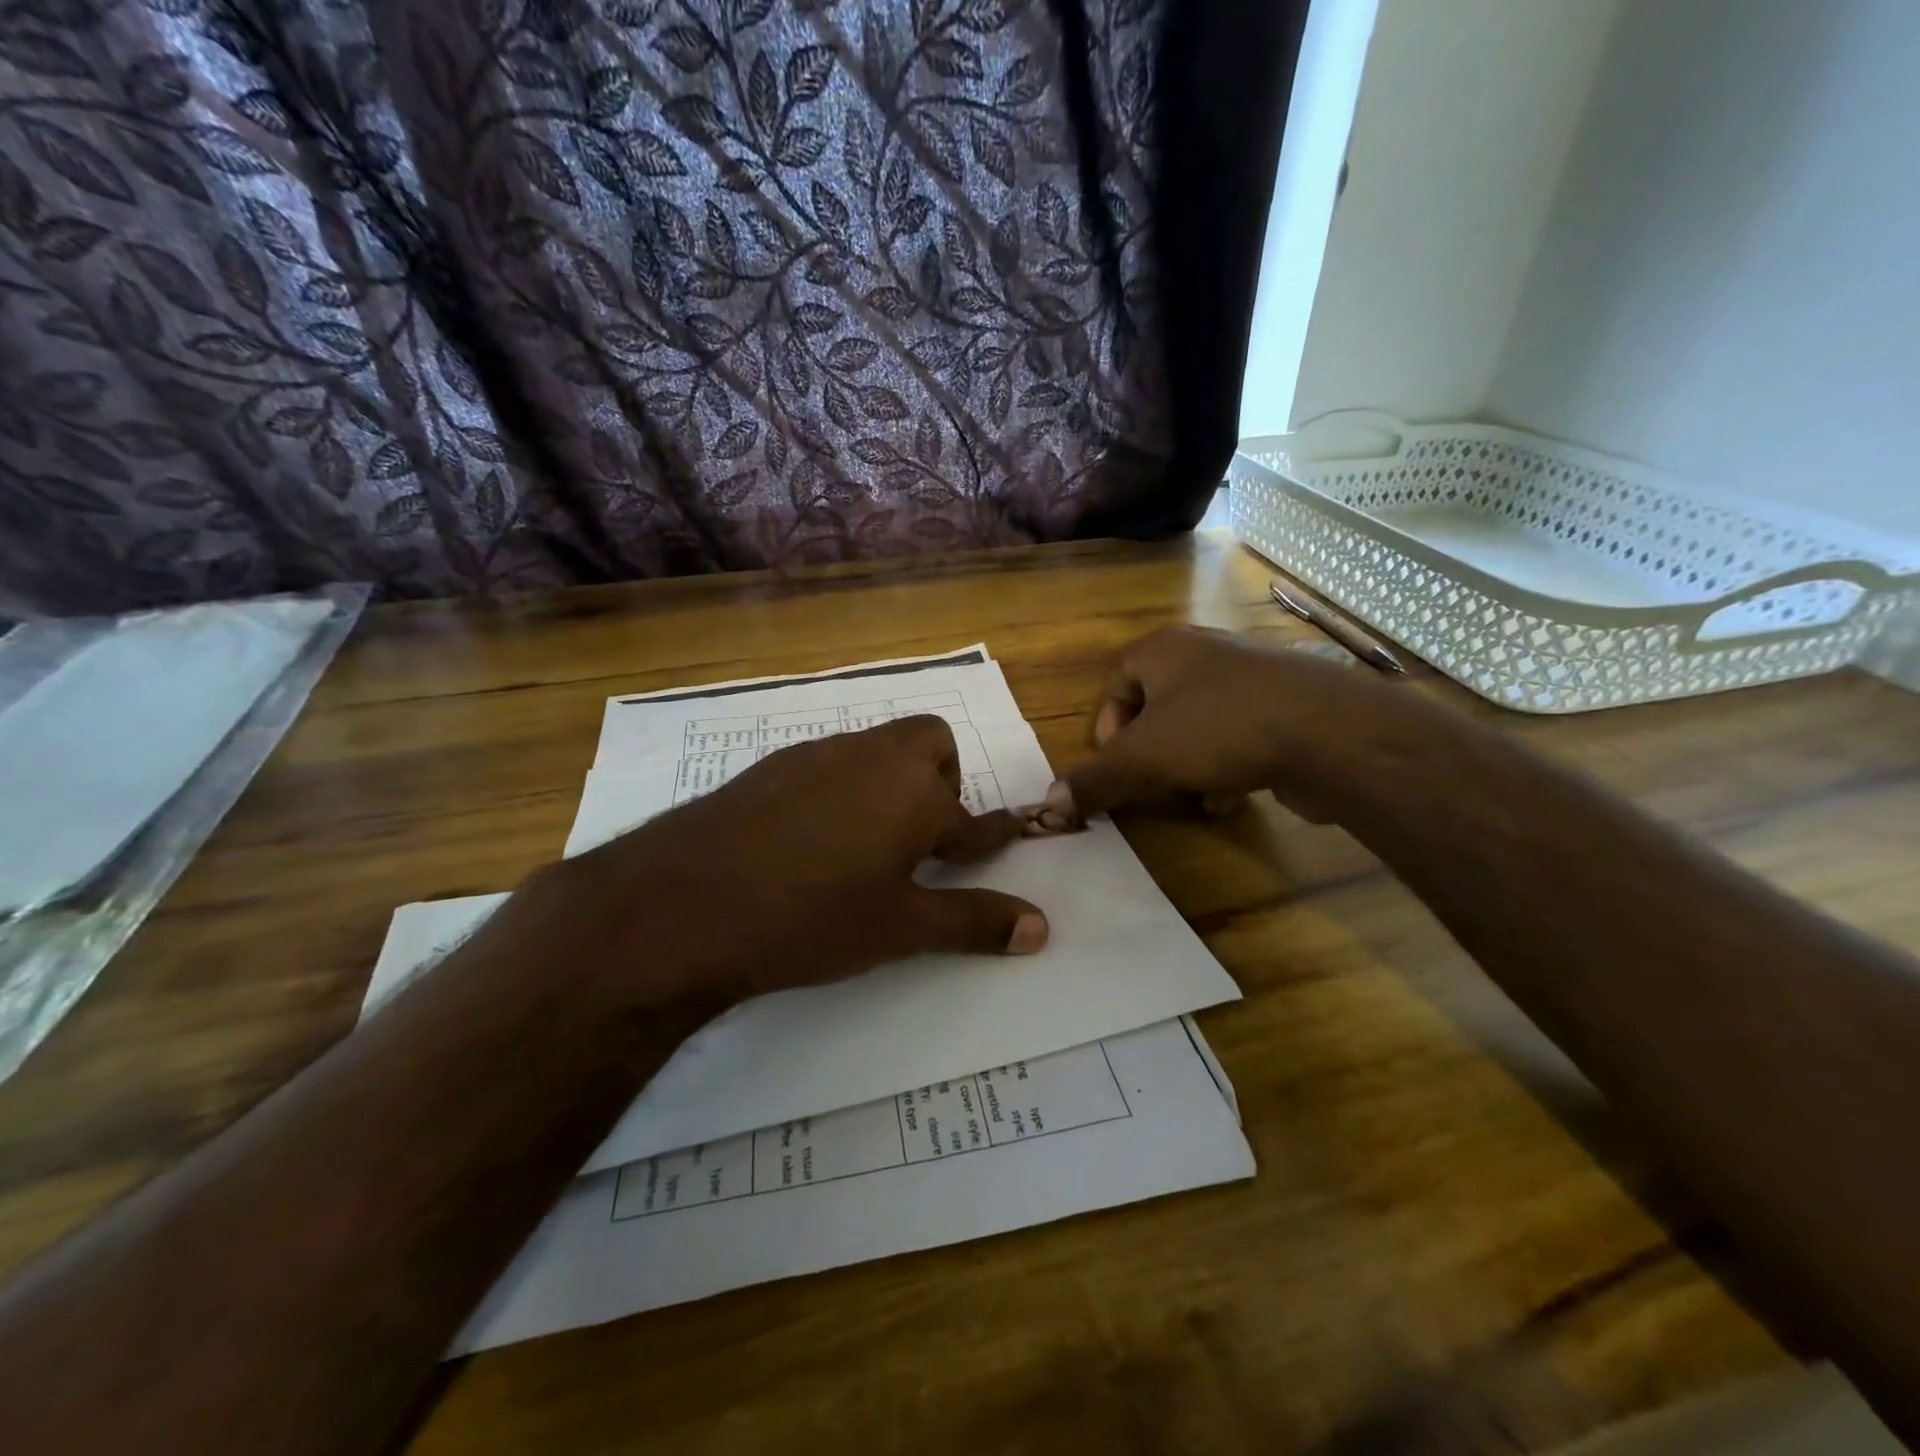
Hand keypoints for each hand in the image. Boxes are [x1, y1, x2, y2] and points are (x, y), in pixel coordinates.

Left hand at [514, 715, 1047, 1008]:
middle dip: (940, 785)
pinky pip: (828, 764)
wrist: (681, 904)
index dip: (992, 835)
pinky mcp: (771, 765)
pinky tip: (809, 840)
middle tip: (919, 845)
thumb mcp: (900, 928)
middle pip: (929, 745)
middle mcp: (871, 756)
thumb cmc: (810, 919)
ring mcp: (816, 754)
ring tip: (864, 848)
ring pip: (876, 751)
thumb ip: (973, 922)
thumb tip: (1041, 927)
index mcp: (914, 791)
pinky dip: (841, 790)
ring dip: (889, 786)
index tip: (1005, 840)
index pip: (973, 816)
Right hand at [1045, 625, 1385, 822]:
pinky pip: (1235, 735)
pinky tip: (1230, 796)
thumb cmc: (1219, 729)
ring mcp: (1249, 676)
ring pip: (1196, 725)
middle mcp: (1204, 653)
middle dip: (1149, 754)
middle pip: (1155, 707)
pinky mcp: (1284, 705)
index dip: (1106, 728)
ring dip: (1185, 766)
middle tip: (1151, 785)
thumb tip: (1049, 802)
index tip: (1115, 765)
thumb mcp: (1143, 758)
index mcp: (1163, 649)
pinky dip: (1224, 765)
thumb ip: (1095, 779)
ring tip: (1193, 796)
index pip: (1115, 682)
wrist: (1330, 731)